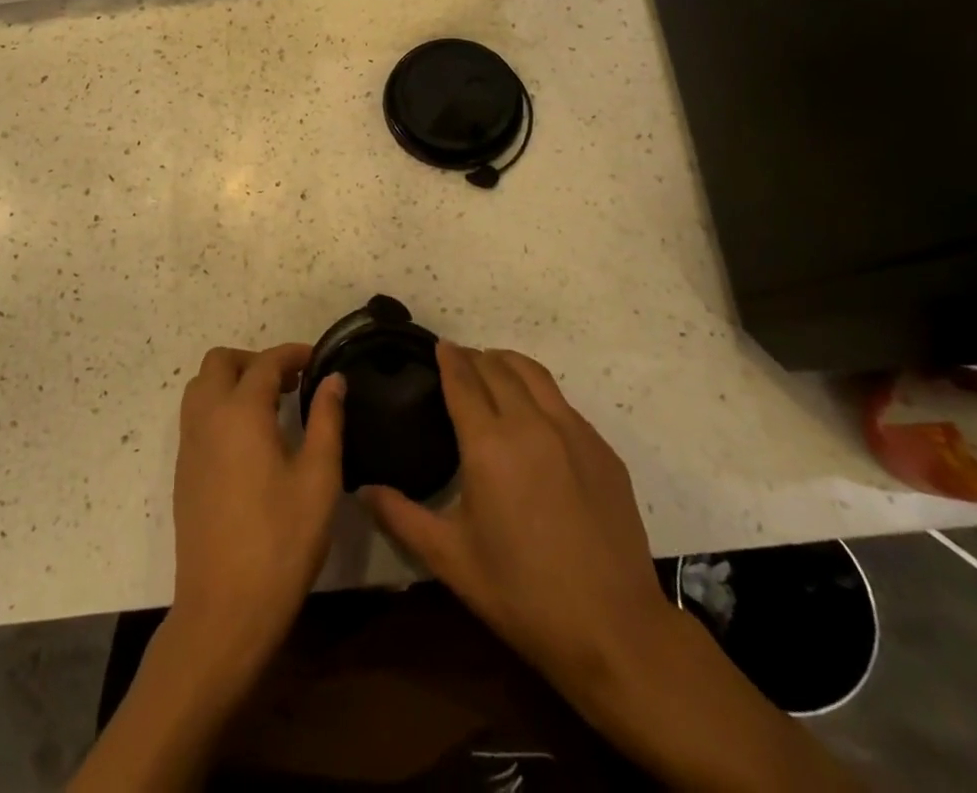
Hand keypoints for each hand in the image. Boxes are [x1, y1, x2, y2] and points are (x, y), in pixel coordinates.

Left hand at [170, 343, 345, 679]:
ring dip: (233, 381)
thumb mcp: (318, 480)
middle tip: (290, 382)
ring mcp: (189, 445)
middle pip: (220, 362)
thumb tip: (332, 379)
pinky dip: (220, 406)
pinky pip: (196, 416)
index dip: (293, 354)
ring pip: (201, 387)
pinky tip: (250, 439)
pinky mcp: (183, 471)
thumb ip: (326, 420)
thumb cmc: (280, 542)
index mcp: (240, 412)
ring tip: (271, 406)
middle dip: (255, 360)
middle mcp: (207, 418)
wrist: (223, 611)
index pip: (265, 362)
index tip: (318, 360)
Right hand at [359, 343, 671, 710]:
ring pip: (535, 374)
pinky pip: (564, 403)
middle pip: (498, 367)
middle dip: (474, 357)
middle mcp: (531, 424)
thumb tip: (362, 490)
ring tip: (494, 368)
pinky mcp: (603, 450)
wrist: (614, 631)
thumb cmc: (522, 594)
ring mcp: (573, 433)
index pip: (463, 380)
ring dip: (508, 363)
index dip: (448, 358)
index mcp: (489, 445)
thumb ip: (401, 517)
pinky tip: (535, 415)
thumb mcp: (451, 560)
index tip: (438, 345)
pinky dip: (540, 393)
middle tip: (458, 361)